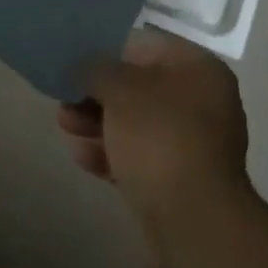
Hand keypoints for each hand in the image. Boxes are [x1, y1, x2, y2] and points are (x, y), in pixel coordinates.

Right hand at [58, 29, 250, 213]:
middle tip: (65, 98)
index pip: (145, 45)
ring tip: (65, 126)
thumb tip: (87, 68)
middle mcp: (203, 100)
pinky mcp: (182, 180)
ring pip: (137, 123)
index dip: (106, 49)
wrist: (193, 223)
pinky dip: (112, 153)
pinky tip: (81, 156)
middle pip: (139, 86)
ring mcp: (195, 143)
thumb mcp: (120, 89)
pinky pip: (142, 156)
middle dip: (98, 93)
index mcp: (198, 67)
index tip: (75, 60)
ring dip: (99, 123)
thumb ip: (98, 69)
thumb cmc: (159, 136)